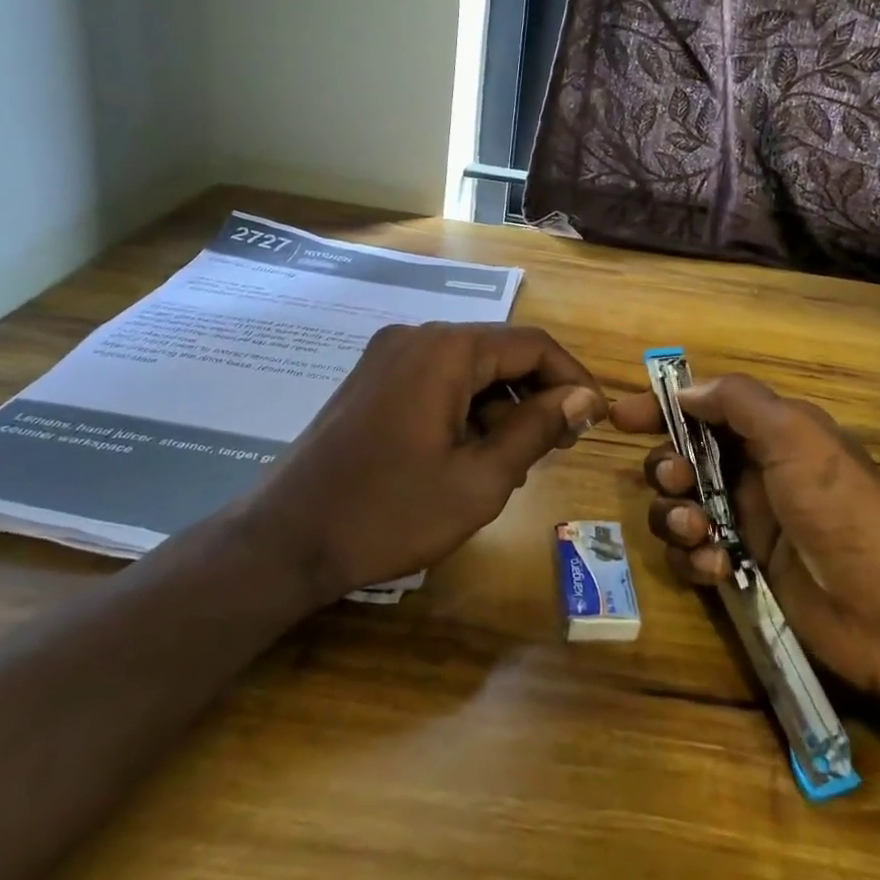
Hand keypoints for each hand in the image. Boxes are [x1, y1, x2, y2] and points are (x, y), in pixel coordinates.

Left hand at [257, 324, 605, 602]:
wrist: (283, 541)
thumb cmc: (389, 513)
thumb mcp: (479, 480)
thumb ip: (538, 430)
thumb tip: (584, 397)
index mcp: (446, 350)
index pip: (532, 344)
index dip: (572, 378)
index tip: (595, 420)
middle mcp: (417, 337)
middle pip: (500, 352)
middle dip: (536, 395)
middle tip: (559, 446)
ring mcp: (388, 355)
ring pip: (470, 368)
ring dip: (501, 405)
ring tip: (512, 460)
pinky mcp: (372, 378)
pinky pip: (438, 380)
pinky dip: (466, 408)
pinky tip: (468, 454)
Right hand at [612, 374, 879, 713]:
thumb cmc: (842, 508)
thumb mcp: (797, 436)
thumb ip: (738, 402)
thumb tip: (685, 392)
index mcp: (770, 434)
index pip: (703, 409)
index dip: (661, 408)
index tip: (620, 418)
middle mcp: (753, 474)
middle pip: (682, 459)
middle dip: (667, 468)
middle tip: (679, 483)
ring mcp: (747, 526)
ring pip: (680, 509)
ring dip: (676, 518)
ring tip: (702, 534)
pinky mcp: (743, 572)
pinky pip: (694, 557)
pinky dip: (695, 560)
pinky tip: (719, 569)